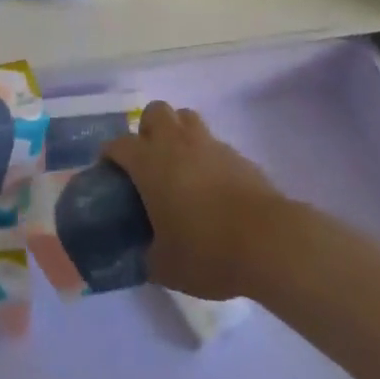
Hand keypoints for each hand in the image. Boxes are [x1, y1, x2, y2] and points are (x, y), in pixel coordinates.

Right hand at [103, 100, 288, 300]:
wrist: (270, 242)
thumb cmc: (207, 249)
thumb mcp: (165, 266)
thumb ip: (147, 255)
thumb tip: (143, 255)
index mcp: (148, 162)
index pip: (117, 144)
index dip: (109, 157)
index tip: (110, 176)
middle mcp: (176, 143)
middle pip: (155, 112)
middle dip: (148, 130)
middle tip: (149, 162)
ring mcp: (210, 145)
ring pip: (186, 118)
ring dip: (178, 134)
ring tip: (180, 167)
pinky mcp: (239, 156)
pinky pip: (214, 144)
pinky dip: (207, 157)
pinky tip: (212, 187)